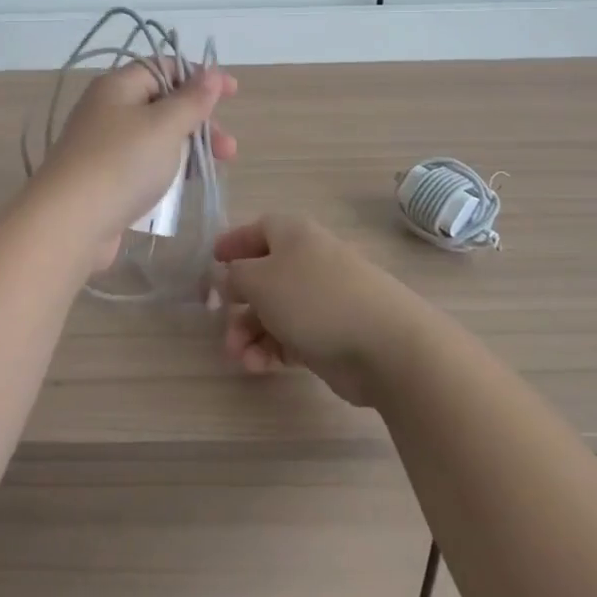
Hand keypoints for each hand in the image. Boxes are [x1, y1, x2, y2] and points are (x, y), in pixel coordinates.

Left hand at [33, 61, 236, 267]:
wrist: (70, 223)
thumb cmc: (122, 163)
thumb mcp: (165, 126)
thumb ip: (192, 99)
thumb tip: (211, 73)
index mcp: (118, 86)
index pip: (163, 67)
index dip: (199, 76)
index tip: (232, 93)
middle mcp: (108, 110)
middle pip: (163, 104)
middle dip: (200, 121)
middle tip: (227, 147)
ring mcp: (104, 146)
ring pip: (157, 137)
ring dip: (189, 148)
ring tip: (215, 170)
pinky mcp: (105, 179)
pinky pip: (144, 165)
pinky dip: (168, 170)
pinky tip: (185, 186)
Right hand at [216, 215, 425, 406]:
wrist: (385, 345)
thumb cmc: (314, 298)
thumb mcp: (260, 280)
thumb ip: (234, 276)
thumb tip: (228, 277)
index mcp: (293, 235)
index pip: (258, 229)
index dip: (233, 242)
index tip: (211, 262)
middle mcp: (307, 261)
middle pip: (262, 276)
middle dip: (237, 302)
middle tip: (220, 325)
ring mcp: (321, 299)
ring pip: (274, 311)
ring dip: (249, 333)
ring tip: (240, 357)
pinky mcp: (330, 335)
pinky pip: (290, 337)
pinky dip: (271, 349)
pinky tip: (259, 366)